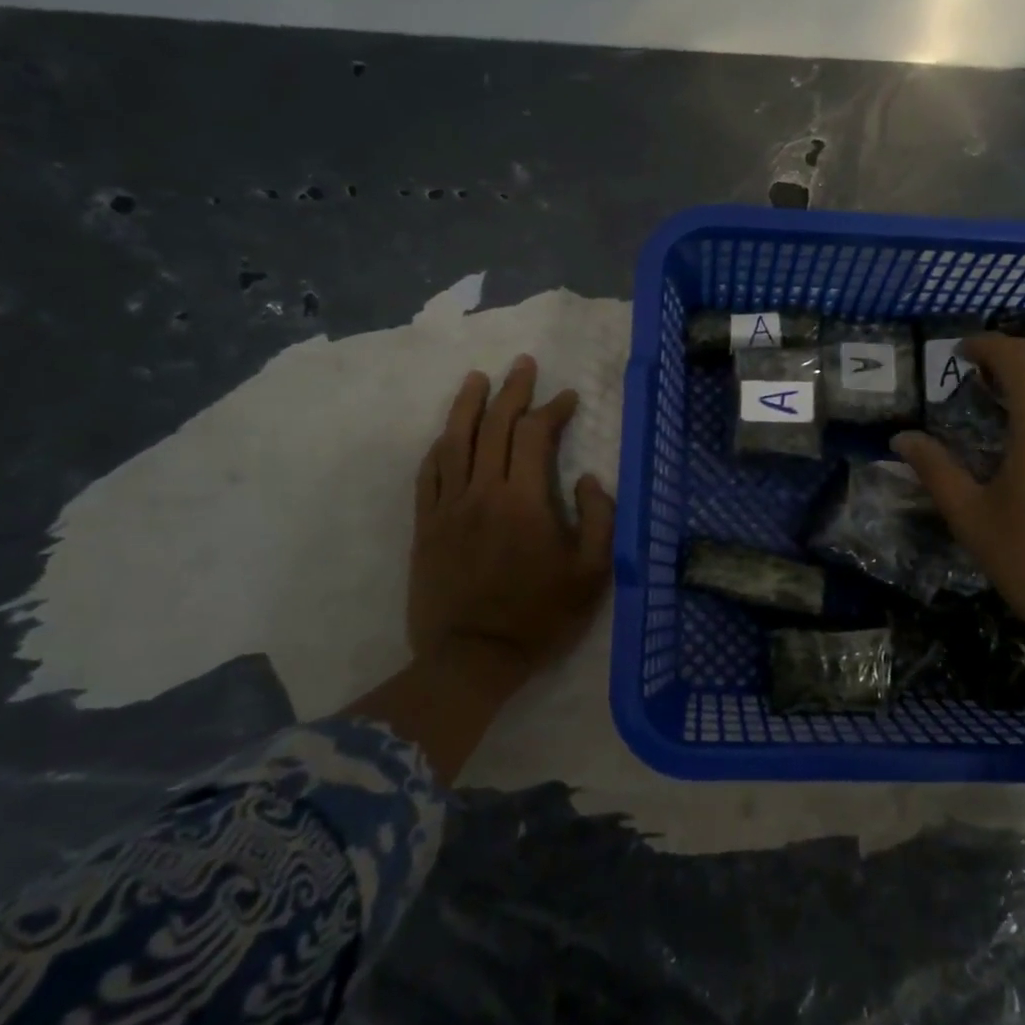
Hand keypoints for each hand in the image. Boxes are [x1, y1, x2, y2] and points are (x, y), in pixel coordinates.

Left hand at [348, 355, 613, 776]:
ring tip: (478, 378)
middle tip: (523, 365)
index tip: (568, 398)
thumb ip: (599, 519)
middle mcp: (483, 492)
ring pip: (455, 441)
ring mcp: (448, 507)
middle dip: (512, 390)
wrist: (472, 658)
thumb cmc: (540, 617)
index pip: (534, 435)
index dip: (553, 409)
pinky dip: (439, 446)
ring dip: (468, 405)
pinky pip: (428, 474)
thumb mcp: (592, 575)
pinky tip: (446, 433)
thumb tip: (587, 479)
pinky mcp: (426, 526)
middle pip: (493, 426)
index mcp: (525, 500)